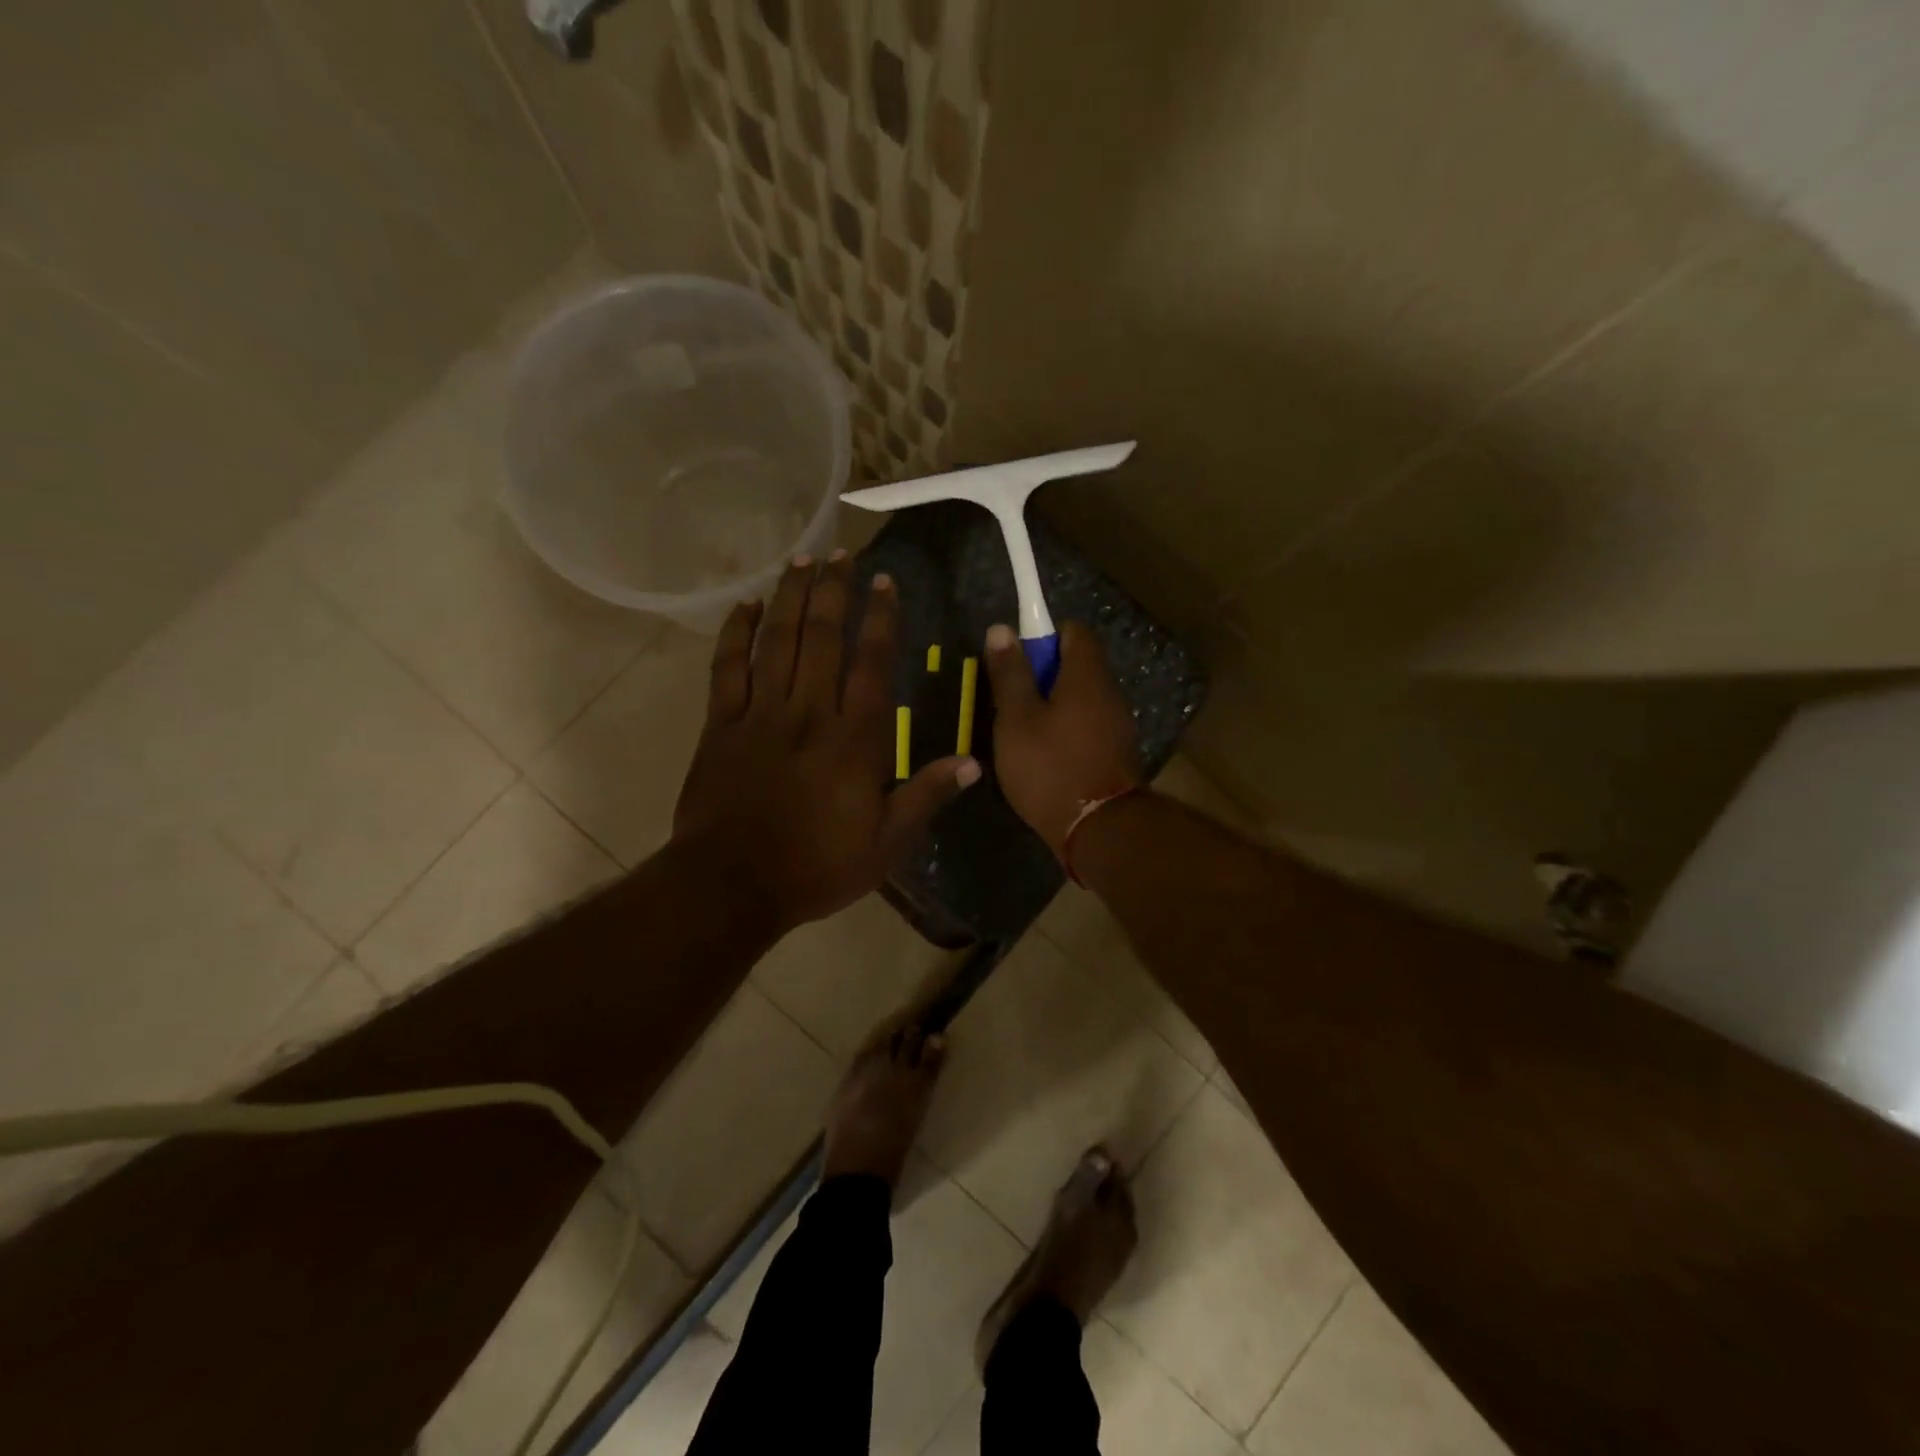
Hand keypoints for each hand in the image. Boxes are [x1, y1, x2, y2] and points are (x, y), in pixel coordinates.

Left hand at [674, 553, 979, 932]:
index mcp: (854, 740)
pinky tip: (746, 605)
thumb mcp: (885, 843)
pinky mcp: (721, 725)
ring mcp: (761, 714)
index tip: (886, 582)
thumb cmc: (816, 867)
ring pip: (778, 641)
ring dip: (792, 597)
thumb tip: (974, 763)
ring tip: (803, 560)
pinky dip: (735, 633)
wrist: (732, 886)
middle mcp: (809, 713)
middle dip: (836, 591)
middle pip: (824, 638)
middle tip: (843, 554)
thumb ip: (926, 796)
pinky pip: (727, 668)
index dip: (881, 618)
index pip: (872, 664)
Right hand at [984, 620, 1141, 857]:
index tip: (1018, 658)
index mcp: (1087, 677)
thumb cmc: (1050, 767)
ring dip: (1053, 706)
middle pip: (1078, 666)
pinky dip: (1067, 730)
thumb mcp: (1016, 719)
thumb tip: (1002, 629)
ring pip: (1082, 699)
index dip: (1044, 635)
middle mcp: (1109, 694)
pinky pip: (1088, 726)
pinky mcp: (1116, 754)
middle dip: (1044, 675)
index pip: (1074, 631)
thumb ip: (1010, 674)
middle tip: (1011, 700)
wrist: (1098, 830)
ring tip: (1022, 732)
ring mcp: (1117, 726)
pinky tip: (1044, 756)